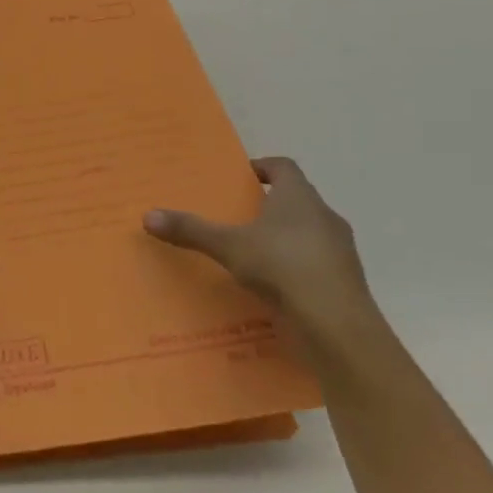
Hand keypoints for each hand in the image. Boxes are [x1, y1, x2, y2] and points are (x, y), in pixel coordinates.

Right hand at [145, 157, 373, 337]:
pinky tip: (274, 286)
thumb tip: (148, 216)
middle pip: (297, 199)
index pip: (284, 167)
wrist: (336, 325)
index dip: (263, 167)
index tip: (242, 178)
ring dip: (285, 238)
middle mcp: (325, 216)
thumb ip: (191, 230)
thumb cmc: (282, 267)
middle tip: (238, 216)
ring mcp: (340, 251)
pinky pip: (316, 265)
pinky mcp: (345, 282)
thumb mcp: (228, 246)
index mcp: (299, 197)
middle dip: (270, 205)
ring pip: (309, 233)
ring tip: (253, 254)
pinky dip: (296, 268)